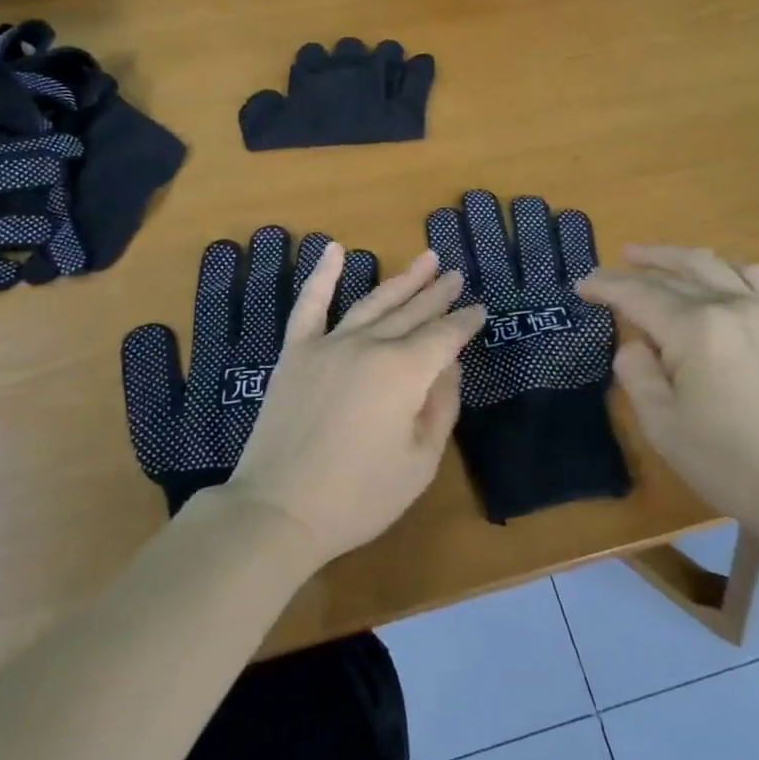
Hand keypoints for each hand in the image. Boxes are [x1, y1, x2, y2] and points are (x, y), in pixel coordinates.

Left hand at [221, 246, 484, 567]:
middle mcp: (370, 345)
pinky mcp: (296, 352)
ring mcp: (329, 344)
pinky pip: (310, 304)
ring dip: (402, 280)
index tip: (479, 309)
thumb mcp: (420, 463)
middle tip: (455, 275)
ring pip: (373, 302)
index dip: (464, 323)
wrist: (279, 509)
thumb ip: (440, 408)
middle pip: (412, 313)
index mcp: (404, 372)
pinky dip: (322, 275)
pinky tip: (333, 249)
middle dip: (437, 294)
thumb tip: (449, 367)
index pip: (444, 337)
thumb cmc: (359, 496)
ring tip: (425, 259)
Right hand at [577, 246, 758, 555]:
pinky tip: (712, 276)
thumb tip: (635, 343)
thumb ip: (636, 372)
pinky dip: (724, 267)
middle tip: (606, 273)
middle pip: (672, 275)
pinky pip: (754, 276)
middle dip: (633, 271)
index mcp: (695, 329)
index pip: (638, 295)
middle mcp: (730, 305)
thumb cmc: (728, 464)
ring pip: (711, 264)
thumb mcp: (662, 425)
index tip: (581, 285)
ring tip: (648, 258)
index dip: (605, 286)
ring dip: (674, 258)